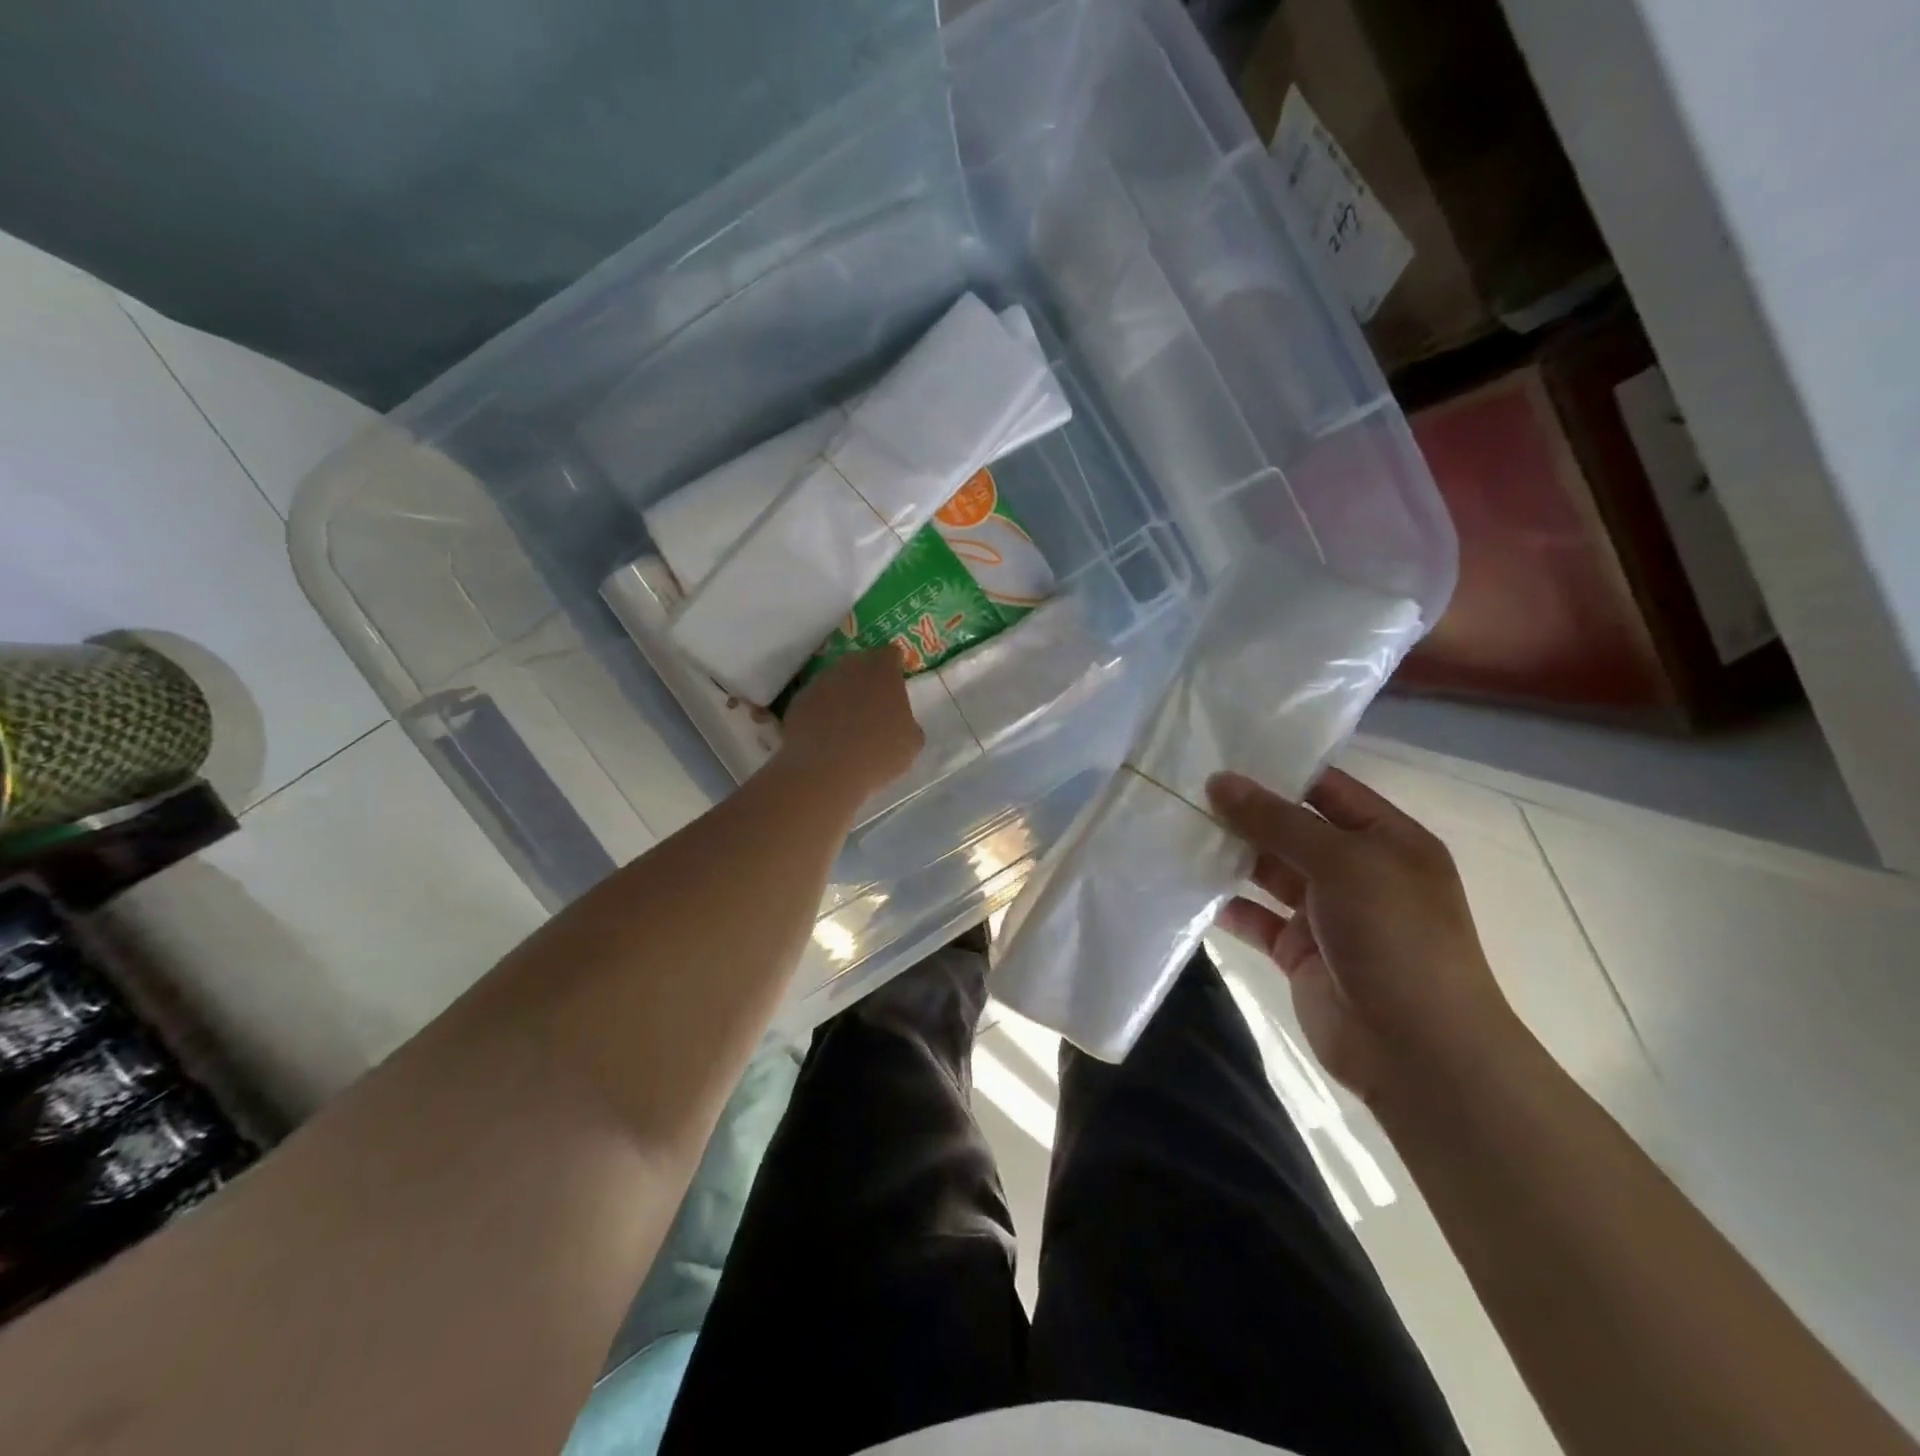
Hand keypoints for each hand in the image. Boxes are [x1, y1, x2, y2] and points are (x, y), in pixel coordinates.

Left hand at [778, 648, 923, 801]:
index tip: (896, 687)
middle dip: (867, 679)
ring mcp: (820, 682)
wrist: (824, 772)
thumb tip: (899, 720)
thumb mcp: (911, 742)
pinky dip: (821, 712)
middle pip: (861, 663)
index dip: (894, 669)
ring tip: (847, 725)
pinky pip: (816, 701)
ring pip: (836, 681)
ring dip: (843, 695)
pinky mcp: (798, 701)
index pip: (891, 655)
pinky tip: (826, 736)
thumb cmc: (878, 754)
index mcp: (882, 670)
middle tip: (874, 706)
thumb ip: (908, 720)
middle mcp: (849, 666)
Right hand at [1206, 768, 1521, 1107]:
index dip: (1278, 772)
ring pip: (1269, 872)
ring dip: (1230, 856)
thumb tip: (1220, 781)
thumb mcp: (1341, 863)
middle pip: (1292, 830)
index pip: (1328, 789)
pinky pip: (1256, 918)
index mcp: (1387, 840)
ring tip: (1178, 830)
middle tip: (1185, 789)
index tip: (1221, 755)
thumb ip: (1277, 821)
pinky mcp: (1299, 952)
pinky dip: (1227, 905)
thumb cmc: (1394, 937)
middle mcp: (1358, 871)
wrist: (1416, 1050)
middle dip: (1245, 813)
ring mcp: (1327, 914)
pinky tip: (1188, 887)